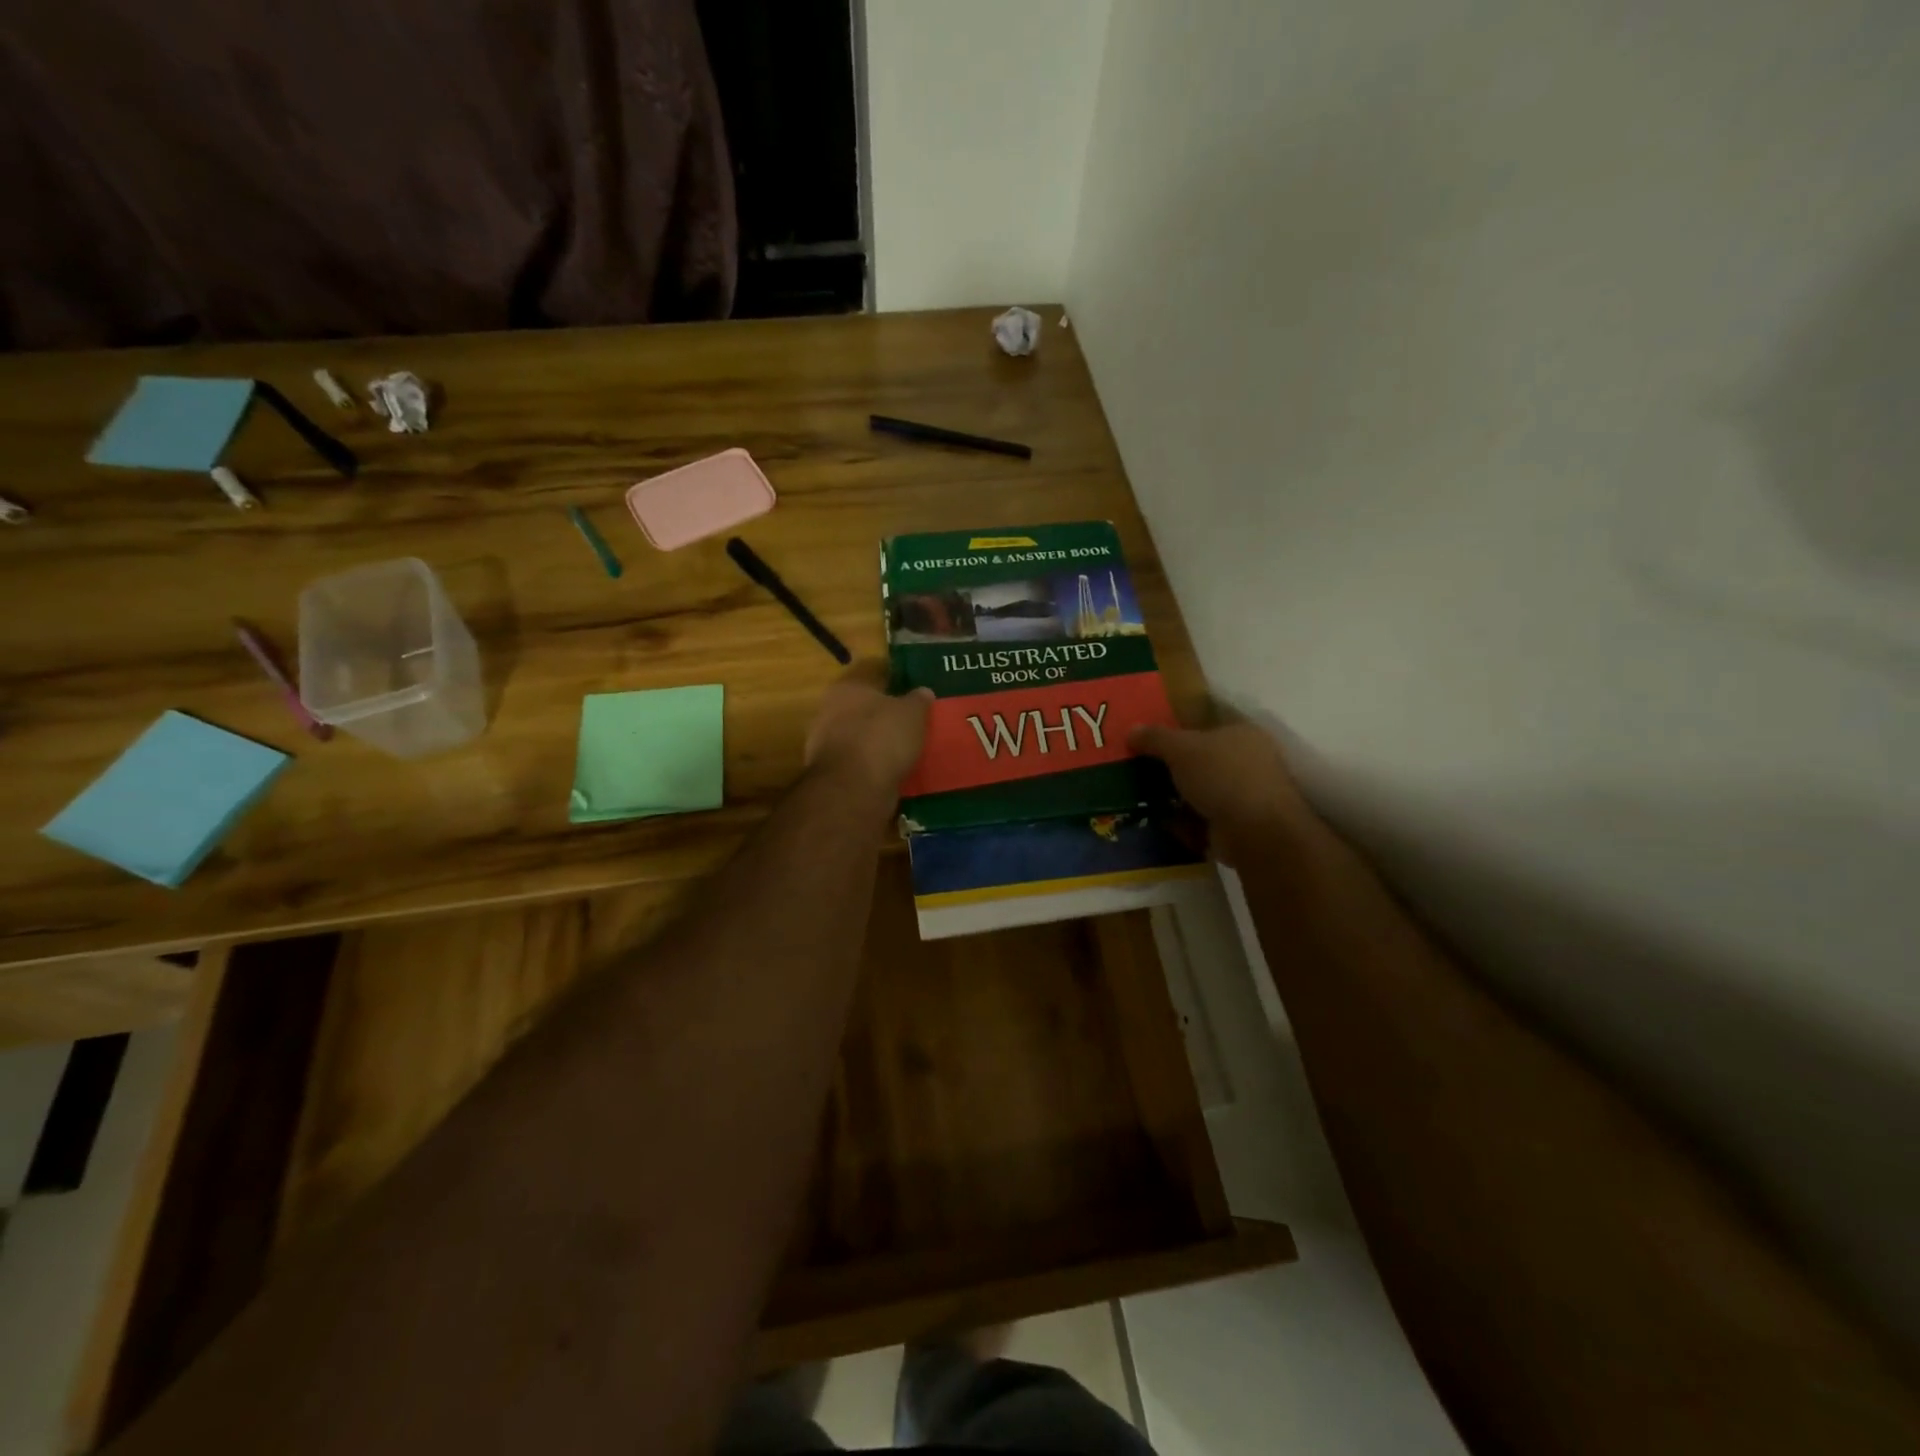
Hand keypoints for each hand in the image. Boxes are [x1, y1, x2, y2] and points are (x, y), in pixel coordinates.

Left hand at [805, 660, 933, 797]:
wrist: (854, 788)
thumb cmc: (882, 737)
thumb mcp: (912, 713)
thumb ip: (918, 700)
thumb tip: (923, 691)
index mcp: (847, 687)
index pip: (872, 673)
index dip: (894, 678)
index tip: (914, 687)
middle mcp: (830, 711)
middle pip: (863, 707)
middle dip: (885, 714)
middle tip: (913, 720)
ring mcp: (827, 744)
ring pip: (860, 736)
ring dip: (879, 741)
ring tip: (907, 748)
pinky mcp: (833, 773)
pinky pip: (859, 762)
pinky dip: (874, 765)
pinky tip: (895, 770)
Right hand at [1129, 720, 1313, 863]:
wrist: (1255, 832)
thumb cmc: (1221, 776)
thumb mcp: (1181, 748)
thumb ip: (1155, 737)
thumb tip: (1132, 730)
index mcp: (1242, 733)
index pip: (1207, 725)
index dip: (1178, 729)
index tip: (1149, 740)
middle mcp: (1248, 761)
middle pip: (1201, 759)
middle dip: (1173, 766)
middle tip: (1139, 768)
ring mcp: (1244, 795)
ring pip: (1200, 791)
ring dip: (1175, 796)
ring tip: (1142, 797)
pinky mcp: (1236, 825)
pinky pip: (1201, 819)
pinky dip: (1182, 822)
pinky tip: (1158, 821)